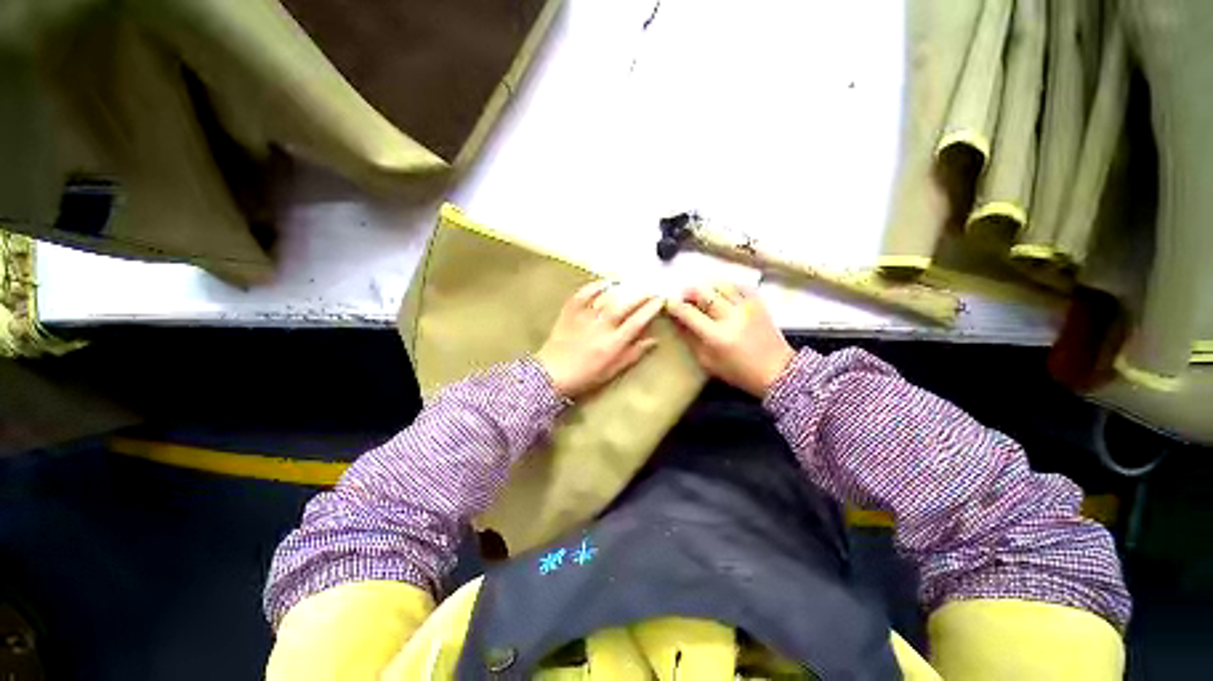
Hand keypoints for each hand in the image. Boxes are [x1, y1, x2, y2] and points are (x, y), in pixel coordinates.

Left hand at [536, 280, 663, 398]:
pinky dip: (596, 285)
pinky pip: (584, 293)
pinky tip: (605, 282)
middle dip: (641, 295)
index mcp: (613, 343)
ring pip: (607, 297)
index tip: (660, 300)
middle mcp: (601, 326)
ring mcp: (585, 316)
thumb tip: (653, 340)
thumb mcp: (613, 370)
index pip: (637, 321)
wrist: (552, 373)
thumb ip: (633, 354)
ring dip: (622, 288)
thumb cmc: (585, 376)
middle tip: (650, 289)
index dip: (651, 309)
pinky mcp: (570, 311)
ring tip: (632, 284)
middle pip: (625, 305)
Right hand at [665, 282, 794, 397]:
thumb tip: (677, 322)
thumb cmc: (738, 372)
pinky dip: (728, 286)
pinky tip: (722, 293)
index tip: (668, 303)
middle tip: (684, 296)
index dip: (675, 306)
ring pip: (721, 286)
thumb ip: (691, 340)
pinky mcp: (759, 303)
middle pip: (704, 293)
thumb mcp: (708, 362)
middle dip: (689, 292)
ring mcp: (747, 307)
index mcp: (716, 336)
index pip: (688, 313)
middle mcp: (731, 317)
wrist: (777, 372)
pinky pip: (740, 286)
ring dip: (708, 288)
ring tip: (703, 295)